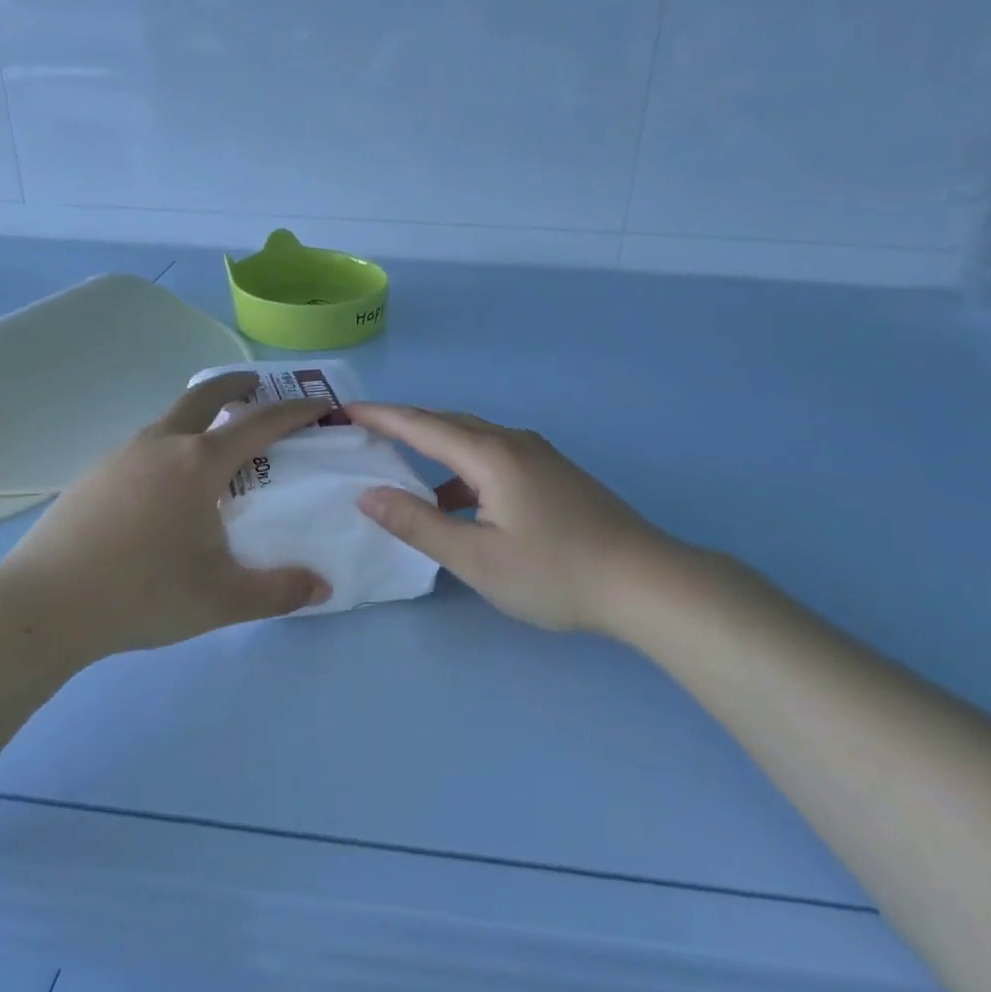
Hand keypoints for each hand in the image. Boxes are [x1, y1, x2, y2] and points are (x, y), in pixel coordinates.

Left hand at [0, 373, 331, 674]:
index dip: (296, 411)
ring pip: (169, 419)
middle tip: (257, 387)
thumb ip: (279, 592)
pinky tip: (164, 487)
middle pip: (204, 396)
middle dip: (236, 386)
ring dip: (199, 418)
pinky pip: (143, 445)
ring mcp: (120, 455)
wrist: (42, 607)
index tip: (322, 404)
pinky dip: (168, 445)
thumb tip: (322, 587)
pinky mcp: (92, 474)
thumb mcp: (222, 600)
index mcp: (198, 463)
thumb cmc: (141, 594)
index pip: (259, 424)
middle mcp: (160, 444)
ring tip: (213, 449)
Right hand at [349, 404, 697, 636]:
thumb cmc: (554, 572)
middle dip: (405, 424)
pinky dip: (462, 469)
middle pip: (448, 424)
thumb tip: (368, 494)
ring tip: (402, 466)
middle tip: (366, 431)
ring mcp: (539, 457)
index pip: (422, 425)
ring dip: (435, 448)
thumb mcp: (476, 558)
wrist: (645, 581)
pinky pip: (494, 457)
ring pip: (473, 440)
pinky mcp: (554, 475)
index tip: (345, 410)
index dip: (381, 416)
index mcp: (491, 454)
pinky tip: (457, 502)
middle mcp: (514, 442)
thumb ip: (418, 524)